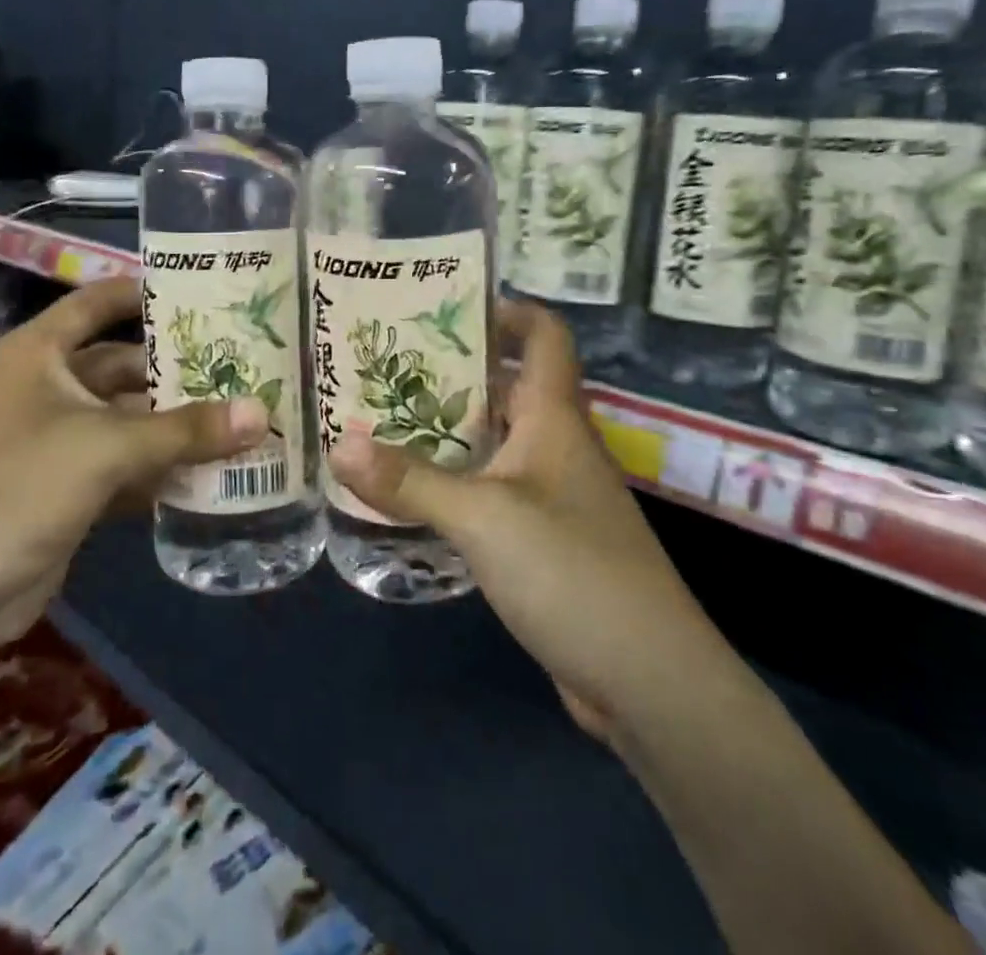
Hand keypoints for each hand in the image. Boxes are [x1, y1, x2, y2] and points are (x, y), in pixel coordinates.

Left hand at [0, 277, 267, 640]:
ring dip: (178, 425)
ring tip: (244, 416)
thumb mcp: (107, 448)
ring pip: (131, 421)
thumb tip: (261, 413)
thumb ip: (186, 431)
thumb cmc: (17, 487)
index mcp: (40, 353)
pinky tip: (214, 472)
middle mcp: (48, 388)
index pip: (99, 302)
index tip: (206, 293)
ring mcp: (58, 441)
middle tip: (245, 365)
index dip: (146, 293)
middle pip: (125, 366)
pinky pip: (127, 466)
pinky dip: (163, 469)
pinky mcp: (68, 489)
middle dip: (179, 370)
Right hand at [331, 300, 704, 736]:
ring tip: (382, 416)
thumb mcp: (483, 519)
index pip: (544, 336)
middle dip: (453, 368)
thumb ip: (409, 481)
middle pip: (507, 384)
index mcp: (554, 418)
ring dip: (448, 426)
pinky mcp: (544, 538)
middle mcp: (556, 445)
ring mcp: (552, 494)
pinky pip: (493, 488)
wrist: (648, 681)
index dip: (506, 309)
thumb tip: (337, 442)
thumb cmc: (573, 572)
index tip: (446, 305)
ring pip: (496, 439)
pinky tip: (412, 489)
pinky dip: (456, 478)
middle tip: (386, 362)